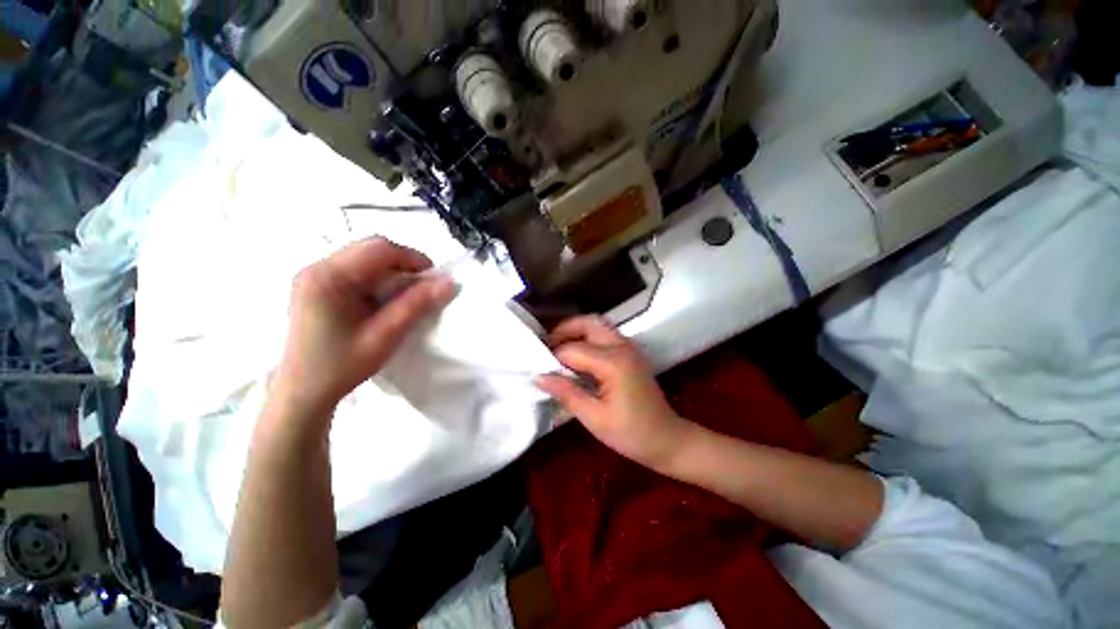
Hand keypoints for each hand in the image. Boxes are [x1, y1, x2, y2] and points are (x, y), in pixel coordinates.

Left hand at [272, 237, 454, 423]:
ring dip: (392, 272)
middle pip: (371, 249)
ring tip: (405, 296)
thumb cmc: (342, 366)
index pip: (379, 248)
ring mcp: (315, 276)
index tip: (434, 279)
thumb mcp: (385, 336)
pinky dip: (379, 279)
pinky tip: (384, 300)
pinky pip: (357, 270)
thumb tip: (449, 282)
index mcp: (328, 277)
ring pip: (366, 258)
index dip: (413, 258)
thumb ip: (417, 305)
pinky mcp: (319, 286)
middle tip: (422, 289)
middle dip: (403, 264)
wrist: (303, 392)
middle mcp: (318, 268)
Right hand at [535, 316, 692, 469]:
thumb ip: (567, 393)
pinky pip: (605, 335)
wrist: (668, 440)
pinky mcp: (631, 353)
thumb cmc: (632, 434)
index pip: (573, 349)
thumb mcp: (595, 418)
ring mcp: (629, 348)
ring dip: (576, 331)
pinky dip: (588, 338)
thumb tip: (539, 376)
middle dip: (564, 329)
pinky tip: (577, 356)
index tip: (539, 369)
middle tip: (546, 346)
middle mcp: (623, 347)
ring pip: (598, 325)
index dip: (553, 358)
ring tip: (558, 349)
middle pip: (589, 323)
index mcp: (614, 363)